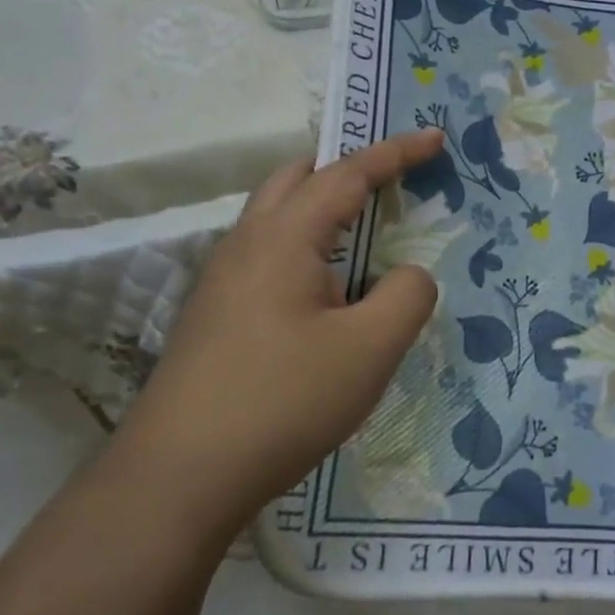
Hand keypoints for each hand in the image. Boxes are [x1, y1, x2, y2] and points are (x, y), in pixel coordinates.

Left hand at [112, 129, 446, 535]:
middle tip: (393, 180)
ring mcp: (224, 282)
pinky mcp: (218, 317)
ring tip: (368, 239)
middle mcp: (246, 245)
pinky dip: (309, 249)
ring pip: (279, 219)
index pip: (347, 174)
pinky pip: (271, 258)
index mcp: (283, 238)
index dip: (396, 153)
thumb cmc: (283, 400)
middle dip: (348, 167)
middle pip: (297, 179)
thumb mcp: (371, 348)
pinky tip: (329, 295)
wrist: (179, 477)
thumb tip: (408, 275)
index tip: (435, 137)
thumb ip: (408, 295)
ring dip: (326, 211)